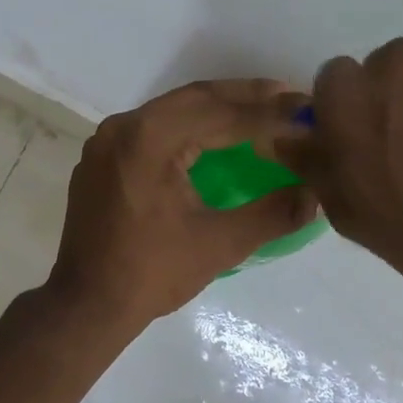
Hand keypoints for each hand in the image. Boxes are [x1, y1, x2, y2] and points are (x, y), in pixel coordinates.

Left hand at [48, 80, 319, 331]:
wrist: (87, 304)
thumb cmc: (152, 274)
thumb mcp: (220, 244)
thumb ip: (272, 214)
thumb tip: (315, 194)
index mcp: (149, 139)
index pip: (221, 113)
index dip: (269, 114)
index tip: (307, 112)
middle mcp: (123, 127)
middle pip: (195, 99)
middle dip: (245, 98)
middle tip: (291, 99)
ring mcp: (106, 142)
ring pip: (171, 111)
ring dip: (216, 109)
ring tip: (260, 112)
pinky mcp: (100, 160)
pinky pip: (150, 129)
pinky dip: (186, 127)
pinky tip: (212, 138)